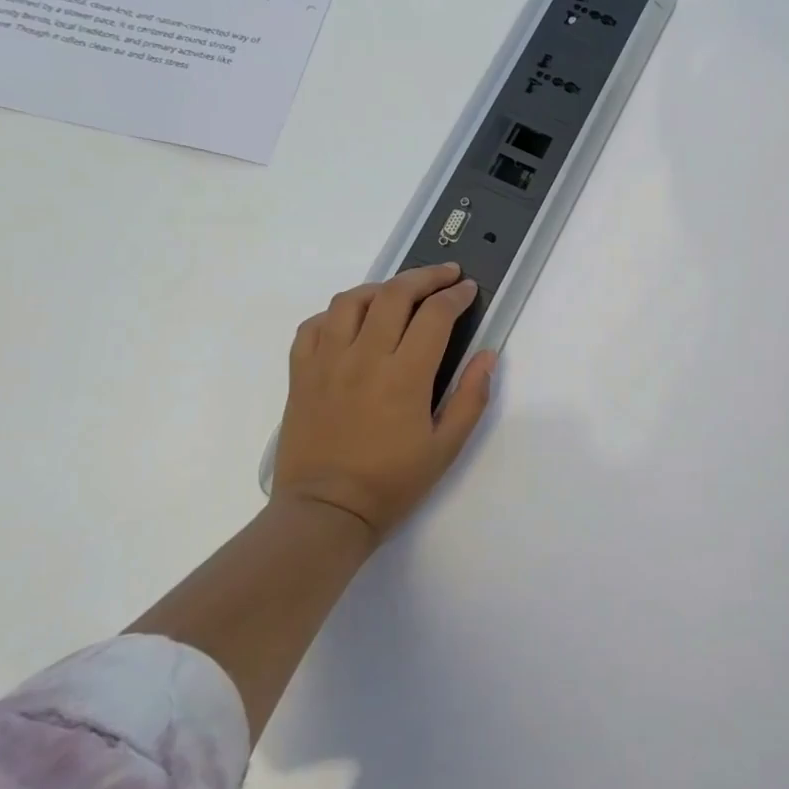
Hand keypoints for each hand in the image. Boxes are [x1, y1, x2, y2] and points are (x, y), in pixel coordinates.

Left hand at [271, 263, 496, 543]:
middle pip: (394, 294)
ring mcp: (326, 362)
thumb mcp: (446, 447)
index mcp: (404, 376)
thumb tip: (487, 355)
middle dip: (426, 276)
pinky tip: (352, 321)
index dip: (456, 296)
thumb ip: (471, 397)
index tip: (469, 290)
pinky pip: (314, 326)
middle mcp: (364, 358)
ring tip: (400, 292)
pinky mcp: (301, 374)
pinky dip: (337, 313)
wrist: (325, 513)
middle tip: (446, 275)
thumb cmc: (392, 483)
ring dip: (381, 287)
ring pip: (351, 300)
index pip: (435, 315)